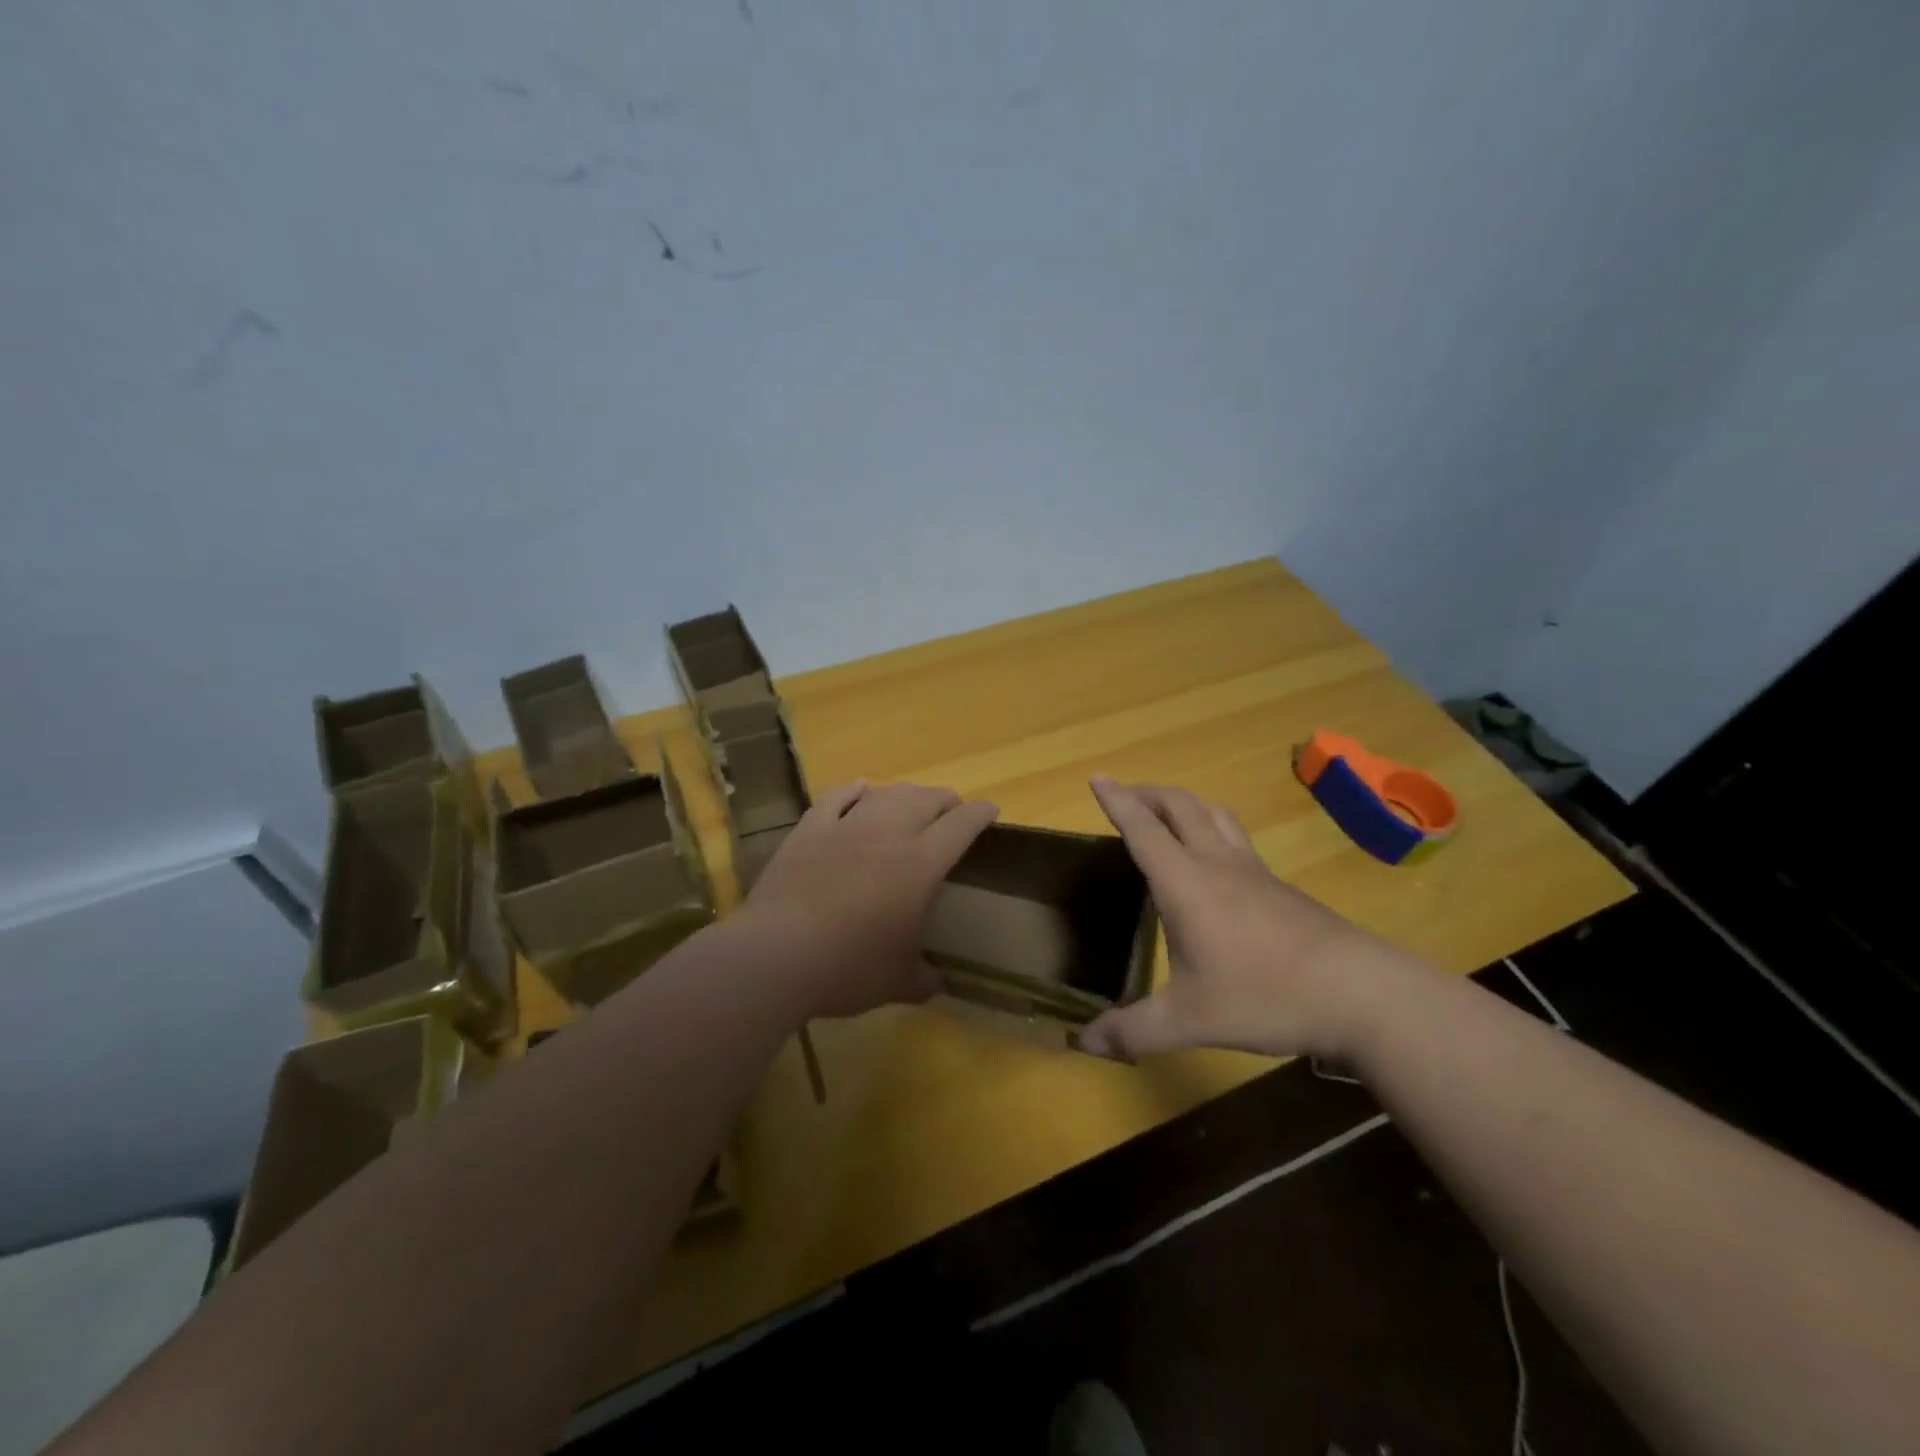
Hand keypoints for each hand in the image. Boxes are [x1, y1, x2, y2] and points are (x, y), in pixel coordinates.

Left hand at [736, 781, 998, 1019]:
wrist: (776, 955)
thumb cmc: (848, 969)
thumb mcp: (897, 983)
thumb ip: (923, 979)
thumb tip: (937, 984)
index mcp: (920, 865)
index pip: (961, 826)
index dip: (980, 814)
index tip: (990, 810)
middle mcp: (888, 834)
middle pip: (926, 800)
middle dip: (946, 800)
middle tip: (952, 808)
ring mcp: (845, 826)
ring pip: (885, 793)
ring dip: (906, 792)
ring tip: (913, 798)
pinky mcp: (809, 830)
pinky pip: (837, 797)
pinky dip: (853, 789)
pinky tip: (860, 787)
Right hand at [1077, 776, 1425, 1061]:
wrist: (1361, 993)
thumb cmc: (1265, 996)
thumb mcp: (1190, 1020)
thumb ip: (1134, 1031)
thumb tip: (1085, 1044)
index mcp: (1186, 882)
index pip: (1143, 828)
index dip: (1117, 800)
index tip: (1096, 777)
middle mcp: (1217, 863)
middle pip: (1180, 805)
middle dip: (1147, 792)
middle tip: (1124, 795)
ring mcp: (1253, 871)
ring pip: (1213, 814)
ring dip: (1182, 804)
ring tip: (1165, 816)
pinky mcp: (1278, 886)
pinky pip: (1235, 837)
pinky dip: (1210, 829)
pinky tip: (1212, 862)